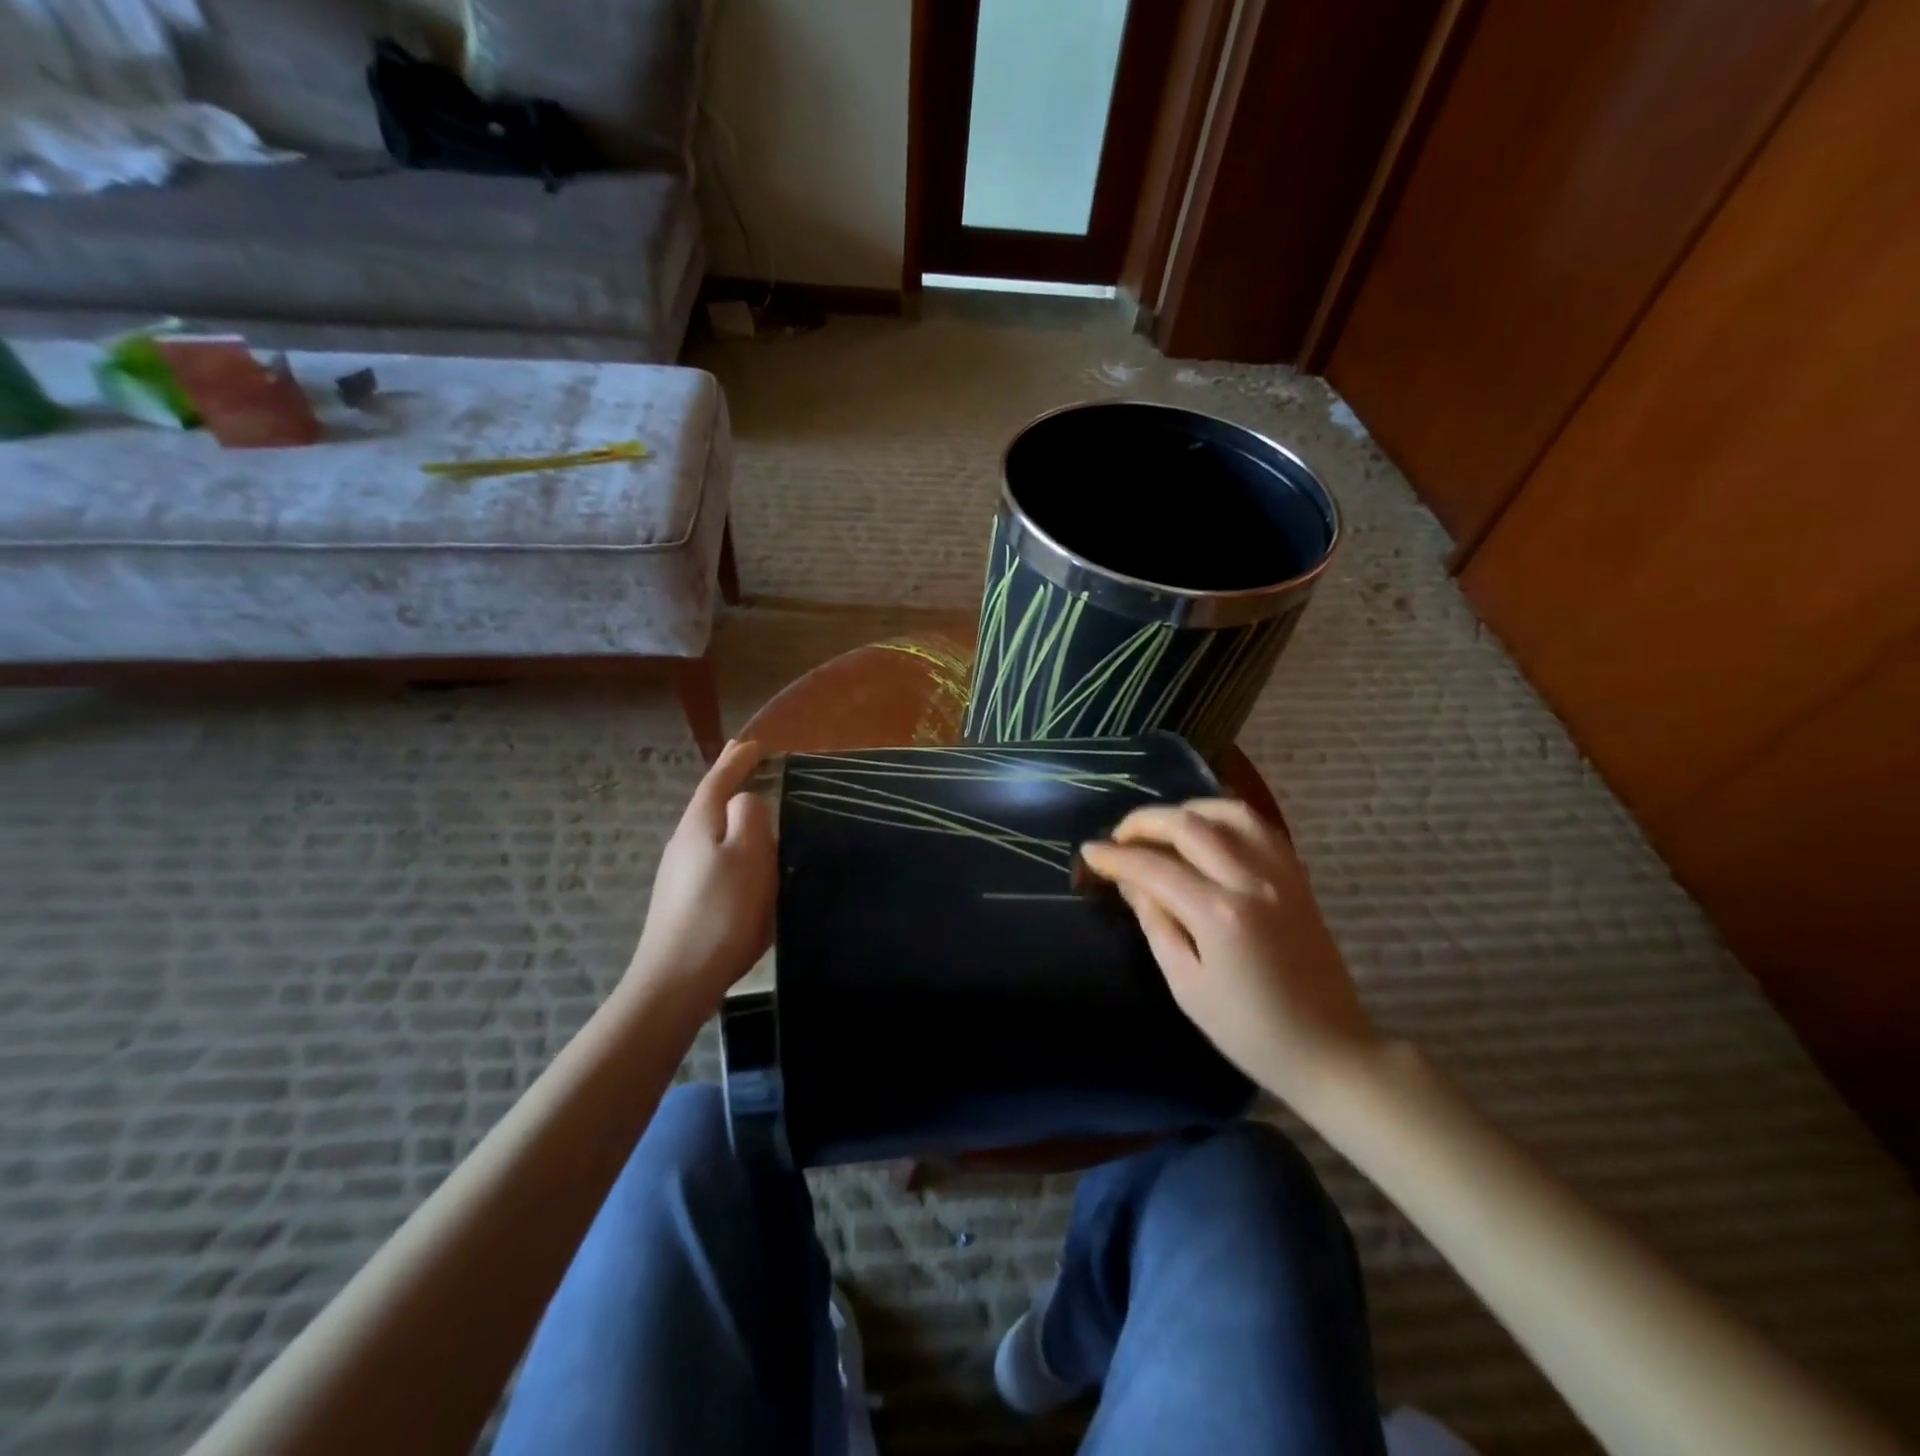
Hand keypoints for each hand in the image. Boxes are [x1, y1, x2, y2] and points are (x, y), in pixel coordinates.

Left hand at [627, 739, 776, 1012]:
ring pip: (710, 831)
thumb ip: (750, 817)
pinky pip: (712, 857)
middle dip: (729, 781)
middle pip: (709, 803)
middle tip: (747, 762)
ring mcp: (679, 874)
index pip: (718, 781)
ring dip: (731, 814)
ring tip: (753, 810)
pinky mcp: (684, 900)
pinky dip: (730, 845)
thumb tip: (746, 800)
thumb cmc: (720, 912)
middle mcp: (684, 843)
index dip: (736, 760)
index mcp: (700, 826)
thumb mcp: (748, 856)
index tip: (754, 744)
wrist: (677, 980)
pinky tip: (743, 862)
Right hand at [1079, 799, 1379, 1109]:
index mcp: (1219, 914)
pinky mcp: (1298, 878)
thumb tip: (1131, 883)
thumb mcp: (1186, 985)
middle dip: (1144, 822)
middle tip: (1119, 836)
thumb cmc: (1248, 1029)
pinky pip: (1259, 827)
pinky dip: (1226, 818)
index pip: (1153, 868)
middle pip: (1189, 825)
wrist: (1328, 1048)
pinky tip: (1207, 831)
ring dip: (1187, 810)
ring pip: (1229, 812)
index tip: (1090, 852)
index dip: (1115, 857)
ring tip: (1163, 827)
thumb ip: (1157, 924)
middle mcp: (1251, 880)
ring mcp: (1281, 874)